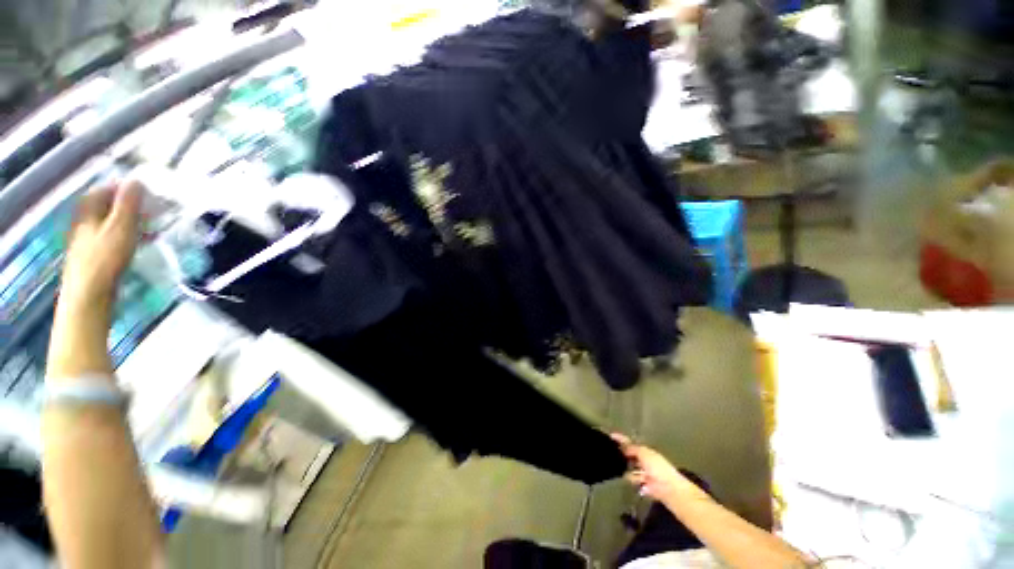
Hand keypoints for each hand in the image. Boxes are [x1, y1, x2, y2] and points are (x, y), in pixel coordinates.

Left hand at [60, 181, 142, 307]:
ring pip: (113, 223)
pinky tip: (142, 244)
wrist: (89, 293)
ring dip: (133, 222)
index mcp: (89, 211)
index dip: (124, 187)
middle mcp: (86, 221)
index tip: (146, 191)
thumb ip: (129, 203)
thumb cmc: (105, 257)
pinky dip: (130, 236)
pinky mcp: (97, 255)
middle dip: (131, 206)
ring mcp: (90, 240)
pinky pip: (115, 238)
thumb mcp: (121, 227)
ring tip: (153, 227)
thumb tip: (137, 180)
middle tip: (153, 210)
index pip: (105, 189)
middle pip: (108, 206)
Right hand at [612, 433, 704, 503]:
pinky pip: (634, 481)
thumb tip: (623, 447)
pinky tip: (638, 482)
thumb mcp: (643, 453)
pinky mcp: (644, 486)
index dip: (621, 439)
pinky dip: (634, 481)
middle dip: (623, 457)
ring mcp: (644, 474)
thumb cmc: (658, 468)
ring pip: (630, 470)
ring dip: (630, 472)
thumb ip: (632, 448)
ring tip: (632, 474)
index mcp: (645, 451)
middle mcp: (644, 461)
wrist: (668, 488)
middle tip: (615, 458)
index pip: (631, 443)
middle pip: (629, 456)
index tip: (611, 436)